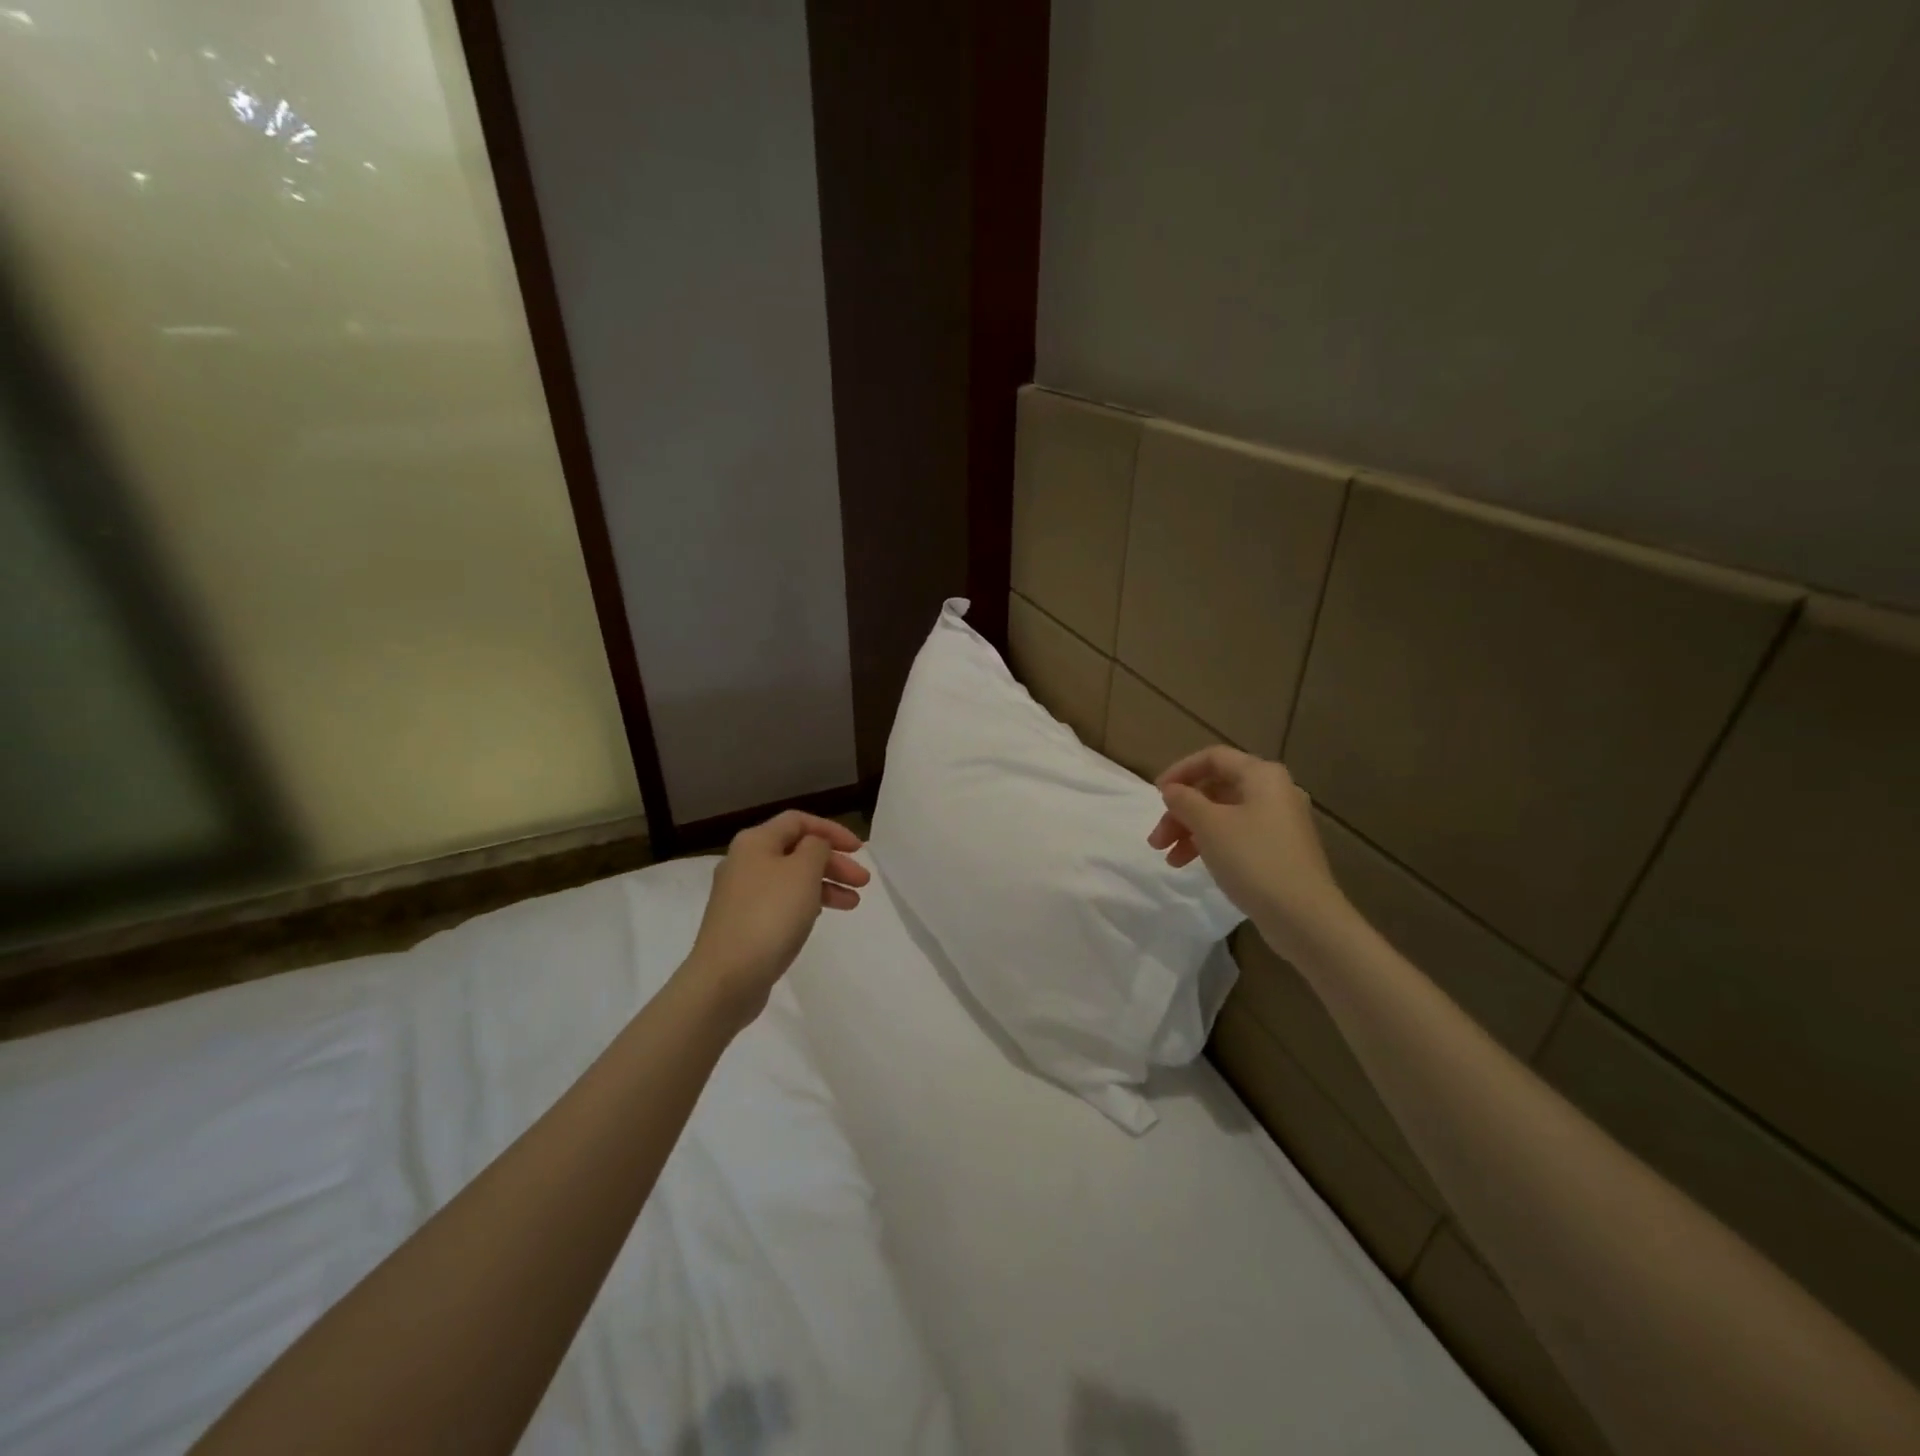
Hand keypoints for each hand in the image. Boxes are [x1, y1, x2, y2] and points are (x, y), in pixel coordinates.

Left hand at [685, 811, 869, 1028]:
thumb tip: (815, 845)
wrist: (726, 978)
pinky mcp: (743, 923)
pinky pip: (781, 903)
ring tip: (853, 904)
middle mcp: (744, 862)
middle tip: (863, 882)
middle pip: (796, 850)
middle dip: (833, 862)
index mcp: (755, 841)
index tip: (859, 850)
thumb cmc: (770, 915)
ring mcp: (741, 895)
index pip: (799, 821)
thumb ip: (817, 848)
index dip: (832, 830)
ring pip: (791, 879)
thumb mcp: (803, 871)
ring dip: (825, 885)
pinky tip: (821, 916)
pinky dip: (806, 903)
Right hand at [1146, 746, 1352, 961]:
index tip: (1156, 796)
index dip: (1180, 771)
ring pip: (1224, 815)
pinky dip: (1212, 844)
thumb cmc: (1253, 860)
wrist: (1304, 916)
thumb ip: (1185, 801)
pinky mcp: (1281, 850)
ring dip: (1192, 831)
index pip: (1213, 757)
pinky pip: (1238, 835)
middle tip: (1157, 839)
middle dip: (1181, 811)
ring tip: (1170, 859)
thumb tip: (1172, 790)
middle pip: (1216, 788)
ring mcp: (1281, 823)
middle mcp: (1275, 792)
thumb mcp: (1210, 826)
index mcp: (1262, 775)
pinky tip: (1195, 864)